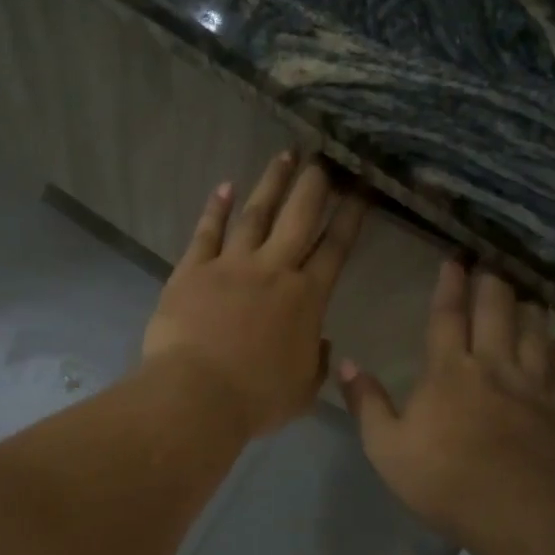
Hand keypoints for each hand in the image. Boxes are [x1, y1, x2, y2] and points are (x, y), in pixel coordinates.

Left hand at [144, 153, 367, 437]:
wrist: (196, 395)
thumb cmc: (256, 399)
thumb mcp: (302, 389)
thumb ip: (316, 361)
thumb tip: (320, 342)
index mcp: (306, 298)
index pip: (335, 247)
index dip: (351, 216)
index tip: (361, 188)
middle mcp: (273, 270)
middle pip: (298, 216)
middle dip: (314, 183)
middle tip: (323, 156)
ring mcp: (231, 265)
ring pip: (256, 213)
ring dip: (271, 183)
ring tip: (284, 155)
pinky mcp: (193, 269)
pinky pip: (207, 231)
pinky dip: (216, 208)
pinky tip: (225, 186)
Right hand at [339, 261, 554, 550]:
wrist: (517, 515)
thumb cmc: (443, 480)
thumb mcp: (385, 447)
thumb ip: (366, 402)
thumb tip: (347, 363)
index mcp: (449, 371)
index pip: (448, 316)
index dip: (450, 286)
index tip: (455, 260)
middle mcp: (492, 367)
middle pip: (496, 313)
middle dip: (493, 284)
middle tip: (493, 263)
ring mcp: (530, 387)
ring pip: (534, 333)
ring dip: (529, 309)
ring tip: (527, 292)